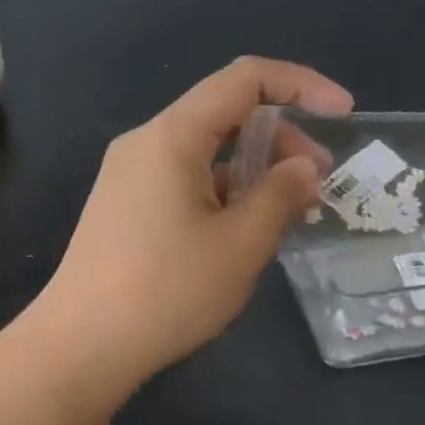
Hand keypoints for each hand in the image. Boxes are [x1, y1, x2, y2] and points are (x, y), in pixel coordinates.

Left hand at [35, 56, 352, 385]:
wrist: (81, 344)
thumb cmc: (167, 291)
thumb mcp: (240, 244)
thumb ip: (280, 195)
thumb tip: (303, 168)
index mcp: (172, 136)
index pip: (244, 79)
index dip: (300, 84)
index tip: (343, 114)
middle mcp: (145, 143)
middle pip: (223, 113)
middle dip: (280, 136)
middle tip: (317, 182)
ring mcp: (128, 174)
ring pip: (203, 150)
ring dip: (251, 168)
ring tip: (288, 212)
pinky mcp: (123, 205)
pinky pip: (182, 178)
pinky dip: (221, 189)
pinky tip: (243, 229)